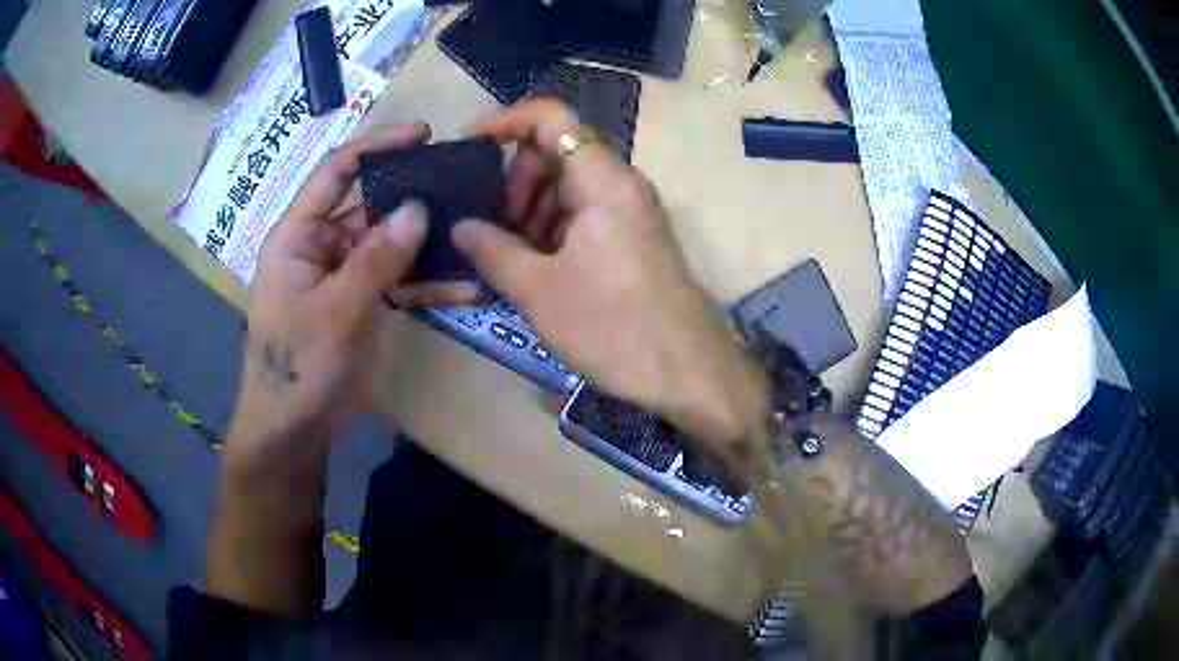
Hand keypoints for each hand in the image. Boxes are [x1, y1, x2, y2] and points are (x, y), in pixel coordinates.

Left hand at [228, 122, 480, 468]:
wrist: (296, 428)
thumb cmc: (297, 366)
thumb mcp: (333, 311)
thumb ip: (375, 260)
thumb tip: (419, 209)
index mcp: (299, 235)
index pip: (336, 173)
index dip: (376, 147)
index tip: (422, 133)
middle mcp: (324, 245)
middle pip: (374, 205)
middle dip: (417, 195)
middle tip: (467, 184)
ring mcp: (349, 274)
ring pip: (394, 243)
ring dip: (432, 242)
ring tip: (478, 232)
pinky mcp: (367, 302)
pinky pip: (402, 281)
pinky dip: (431, 283)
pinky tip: (469, 287)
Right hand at [453, 100, 767, 447]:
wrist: (689, 372)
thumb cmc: (613, 327)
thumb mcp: (540, 291)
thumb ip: (493, 250)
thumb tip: (462, 228)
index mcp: (601, 179)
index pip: (550, 115)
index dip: (505, 121)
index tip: (470, 147)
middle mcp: (620, 183)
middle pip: (556, 151)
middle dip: (515, 181)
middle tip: (492, 229)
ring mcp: (631, 210)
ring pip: (569, 185)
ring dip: (532, 210)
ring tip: (510, 257)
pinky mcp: (635, 238)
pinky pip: (586, 214)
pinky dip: (555, 229)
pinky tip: (537, 269)